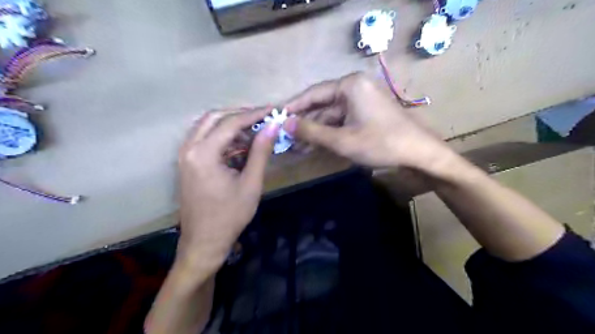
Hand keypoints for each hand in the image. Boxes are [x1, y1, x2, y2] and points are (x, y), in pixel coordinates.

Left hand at [176, 107, 279, 270]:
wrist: (204, 242)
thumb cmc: (230, 216)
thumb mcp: (251, 183)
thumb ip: (261, 151)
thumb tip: (273, 126)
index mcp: (203, 153)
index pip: (230, 123)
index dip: (254, 114)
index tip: (272, 110)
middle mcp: (189, 148)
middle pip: (215, 118)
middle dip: (240, 115)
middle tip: (262, 119)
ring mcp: (185, 155)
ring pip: (208, 127)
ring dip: (231, 125)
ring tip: (255, 132)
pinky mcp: (187, 163)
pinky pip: (205, 140)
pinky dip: (223, 138)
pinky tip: (240, 146)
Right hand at [286, 72, 453, 171]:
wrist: (419, 154)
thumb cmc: (380, 143)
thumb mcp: (342, 140)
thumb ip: (311, 131)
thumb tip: (285, 124)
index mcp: (350, 85)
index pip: (313, 93)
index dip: (294, 106)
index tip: (277, 117)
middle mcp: (355, 88)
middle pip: (322, 105)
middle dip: (304, 123)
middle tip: (285, 136)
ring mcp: (362, 101)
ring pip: (331, 115)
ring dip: (315, 131)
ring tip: (296, 146)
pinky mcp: (367, 114)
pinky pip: (342, 121)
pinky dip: (329, 133)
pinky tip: (315, 145)